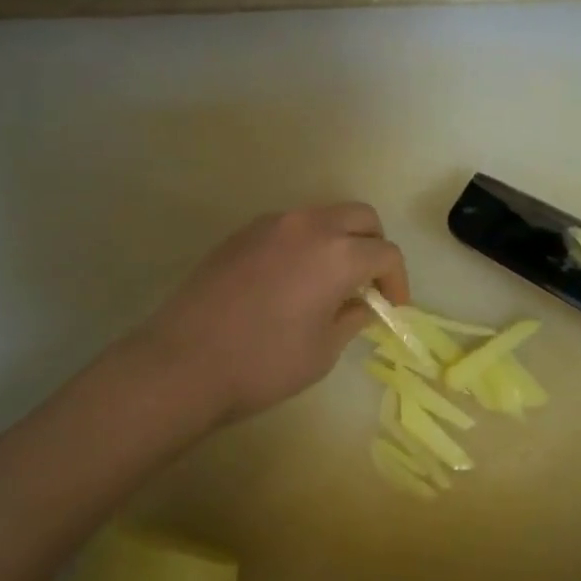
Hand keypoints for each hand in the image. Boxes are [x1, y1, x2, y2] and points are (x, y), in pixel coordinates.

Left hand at [138, 204, 409, 427]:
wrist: (183, 362)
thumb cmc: (264, 363)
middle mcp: (308, 226)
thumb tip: (361, 304)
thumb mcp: (322, 351)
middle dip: (373, 247)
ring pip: (323, 217)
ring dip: (339, 241)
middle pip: (361, 218)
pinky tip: (291, 281)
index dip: (397, 282)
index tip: (392, 309)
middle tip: (367, 284)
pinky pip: (289, 228)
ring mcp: (271, 225)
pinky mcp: (241, 234)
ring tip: (329, 282)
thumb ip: (351, 318)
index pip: (386, 254)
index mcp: (338, 253)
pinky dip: (305, 245)